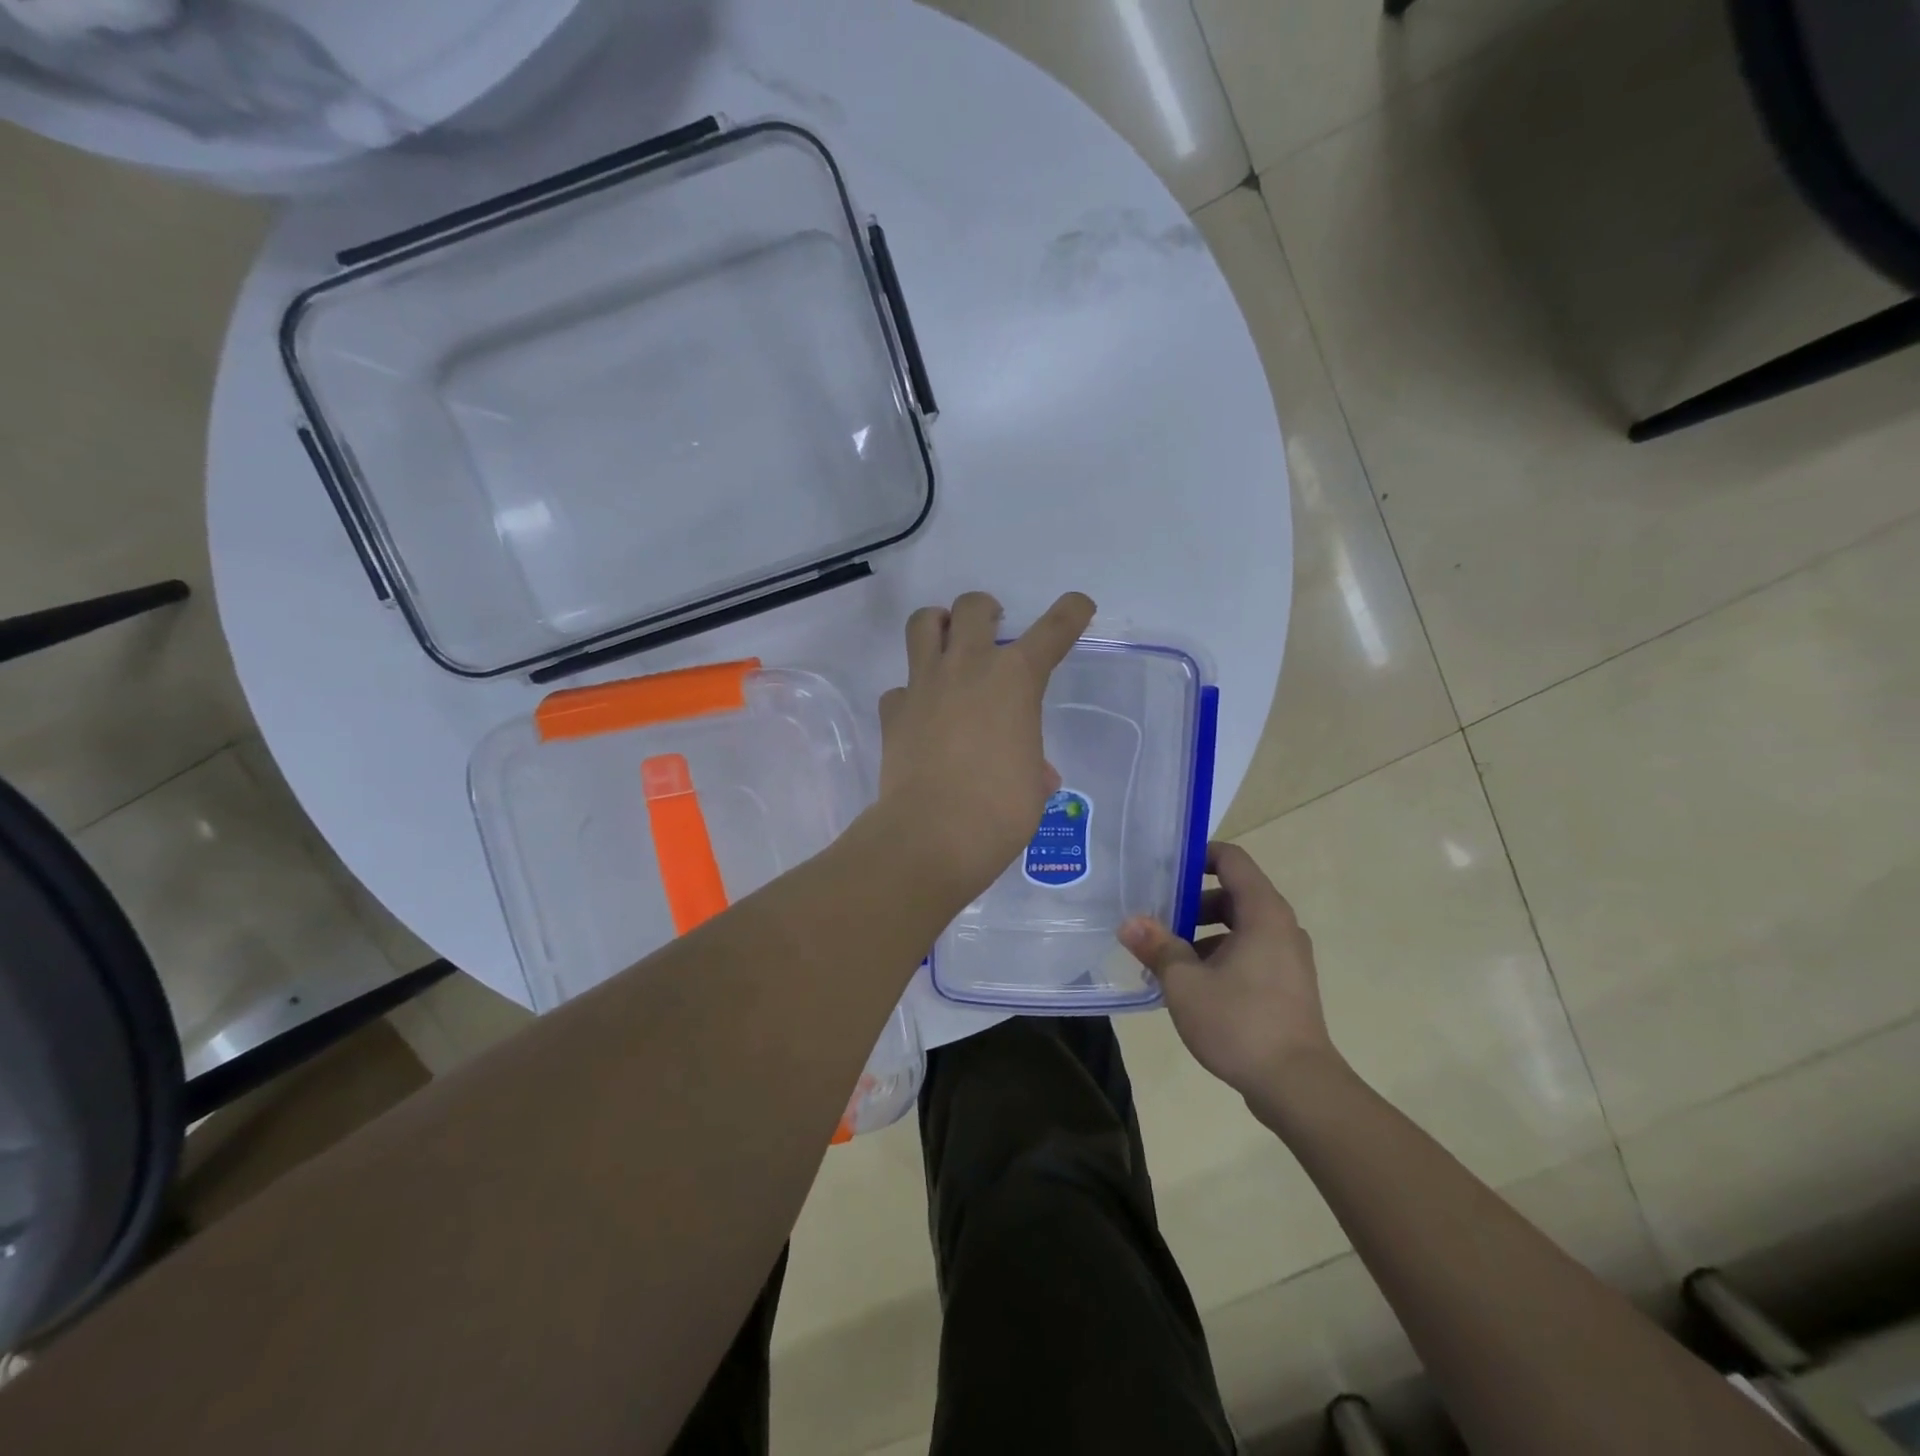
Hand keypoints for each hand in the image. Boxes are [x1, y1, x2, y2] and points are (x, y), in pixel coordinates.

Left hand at [874, 590, 1094, 903]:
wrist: (933, 835)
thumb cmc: (1000, 810)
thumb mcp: (1033, 786)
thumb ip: (1033, 765)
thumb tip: (1033, 774)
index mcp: (1015, 679)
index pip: (1052, 630)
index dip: (1070, 613)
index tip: (1077, 605)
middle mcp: (968, 668)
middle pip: (973, 607)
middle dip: (985, 611)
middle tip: (991, 630)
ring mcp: (924, 685)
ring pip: (923, 624)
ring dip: (938, 625)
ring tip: (947, 645)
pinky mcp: (893, 711)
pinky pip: (899, 688)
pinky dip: (911, 695)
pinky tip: (920, 716)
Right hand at [1119, 842, 1341, 1110]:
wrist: (1298, 1086)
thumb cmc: (1240, 1022)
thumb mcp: (1185, 982)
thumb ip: (1157, 946)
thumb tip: (1129, 922)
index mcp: (1263, 913)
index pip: (1232, 859)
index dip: (1198, 856)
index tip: (1165, 870)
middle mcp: (1281, 927)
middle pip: (1233, 894)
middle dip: (1192, 902)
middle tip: (1156, 919)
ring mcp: (1289, 958)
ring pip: (1240, 927)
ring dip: (1203, 934)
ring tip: (1167, 957)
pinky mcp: (1288, 985)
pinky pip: (1250, 953)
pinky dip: (1221, 956)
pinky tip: (1192, 986)